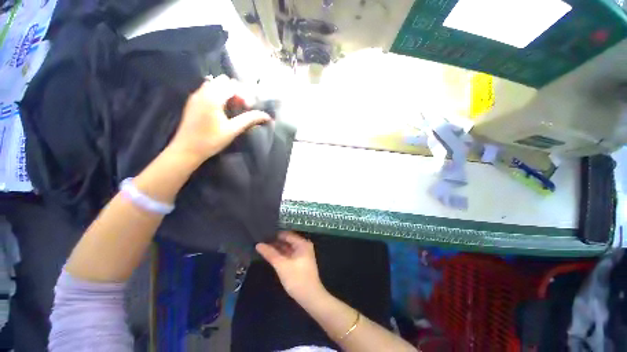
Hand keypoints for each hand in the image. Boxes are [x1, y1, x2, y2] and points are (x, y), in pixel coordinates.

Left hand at [167, 75, 270, 166]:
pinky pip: (208, 89)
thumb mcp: (232, 130)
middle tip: (242, 106)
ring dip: (227, 92)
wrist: (186, 149)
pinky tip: (222, 109)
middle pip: (223, 81)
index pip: (232, 85)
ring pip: (215, 84)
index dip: (244, 94)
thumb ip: (249, 119)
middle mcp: (203, 92)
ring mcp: (196, 95)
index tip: (248, 107)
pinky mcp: (193, 101)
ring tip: (233, 107)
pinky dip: (218, 94)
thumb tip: (266, 116)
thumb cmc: (211, 141)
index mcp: (212, 98)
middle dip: (236, 91)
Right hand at [256, 232, 326, 303]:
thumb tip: (258, 244)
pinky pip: (289, 255)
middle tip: (261, 241)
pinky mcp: (300, 262)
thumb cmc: (297, 278)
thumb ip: (270, 254)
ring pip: (288, 248)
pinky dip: (281, 255)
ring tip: (263, 247)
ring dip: (278, 248)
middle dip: (275, 242)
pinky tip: (271, 256)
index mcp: (302, 243)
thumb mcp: (281, 265)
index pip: (287, 234)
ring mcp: (302, 255)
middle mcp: (303, 246)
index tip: (263, 234)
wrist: (310, 297)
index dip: (275, 234)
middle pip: (287, 241)